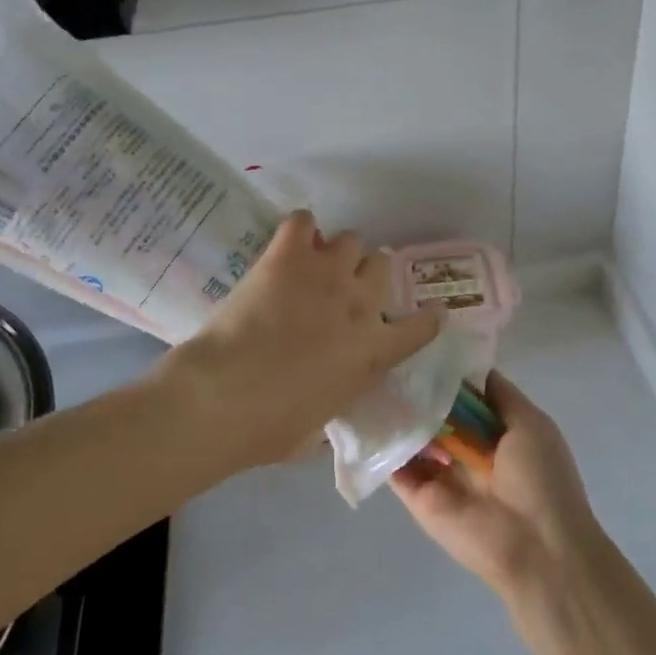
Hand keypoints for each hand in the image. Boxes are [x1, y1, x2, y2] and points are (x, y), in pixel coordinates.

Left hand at [166, 210, 442, 468]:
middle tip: (345, 288)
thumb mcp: (317, 433)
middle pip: (383, 266)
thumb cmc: (271, 427)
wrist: (225, 396)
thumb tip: (325, 412)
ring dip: (336, 252)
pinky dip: (300, 229)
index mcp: (373, 352)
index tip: (431, 313)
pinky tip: (289, 243)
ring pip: (350, 239)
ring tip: (315, 264)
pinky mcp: (288, 255)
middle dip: (368, 275)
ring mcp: (327, 274)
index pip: (421, 328)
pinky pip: (303, 220)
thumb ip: (333, 407)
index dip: (428, 319)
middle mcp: (360, 304)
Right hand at [390, 372, 603, 596]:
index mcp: (496, 432)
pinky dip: (382, 443)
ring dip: (397, 412)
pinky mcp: (418, 496)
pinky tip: (368, 413)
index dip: (447, 373)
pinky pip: (395, 466)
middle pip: (435, 413)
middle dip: (417, 389)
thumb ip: (499, 395)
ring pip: (412, 436)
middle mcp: (465, 450)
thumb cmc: (541, 478)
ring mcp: (439, 473)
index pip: (463, 396)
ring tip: (373, 377)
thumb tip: (466, 367)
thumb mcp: (530, 423)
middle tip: (389, 357)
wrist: (536, 548)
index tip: (421, 344)